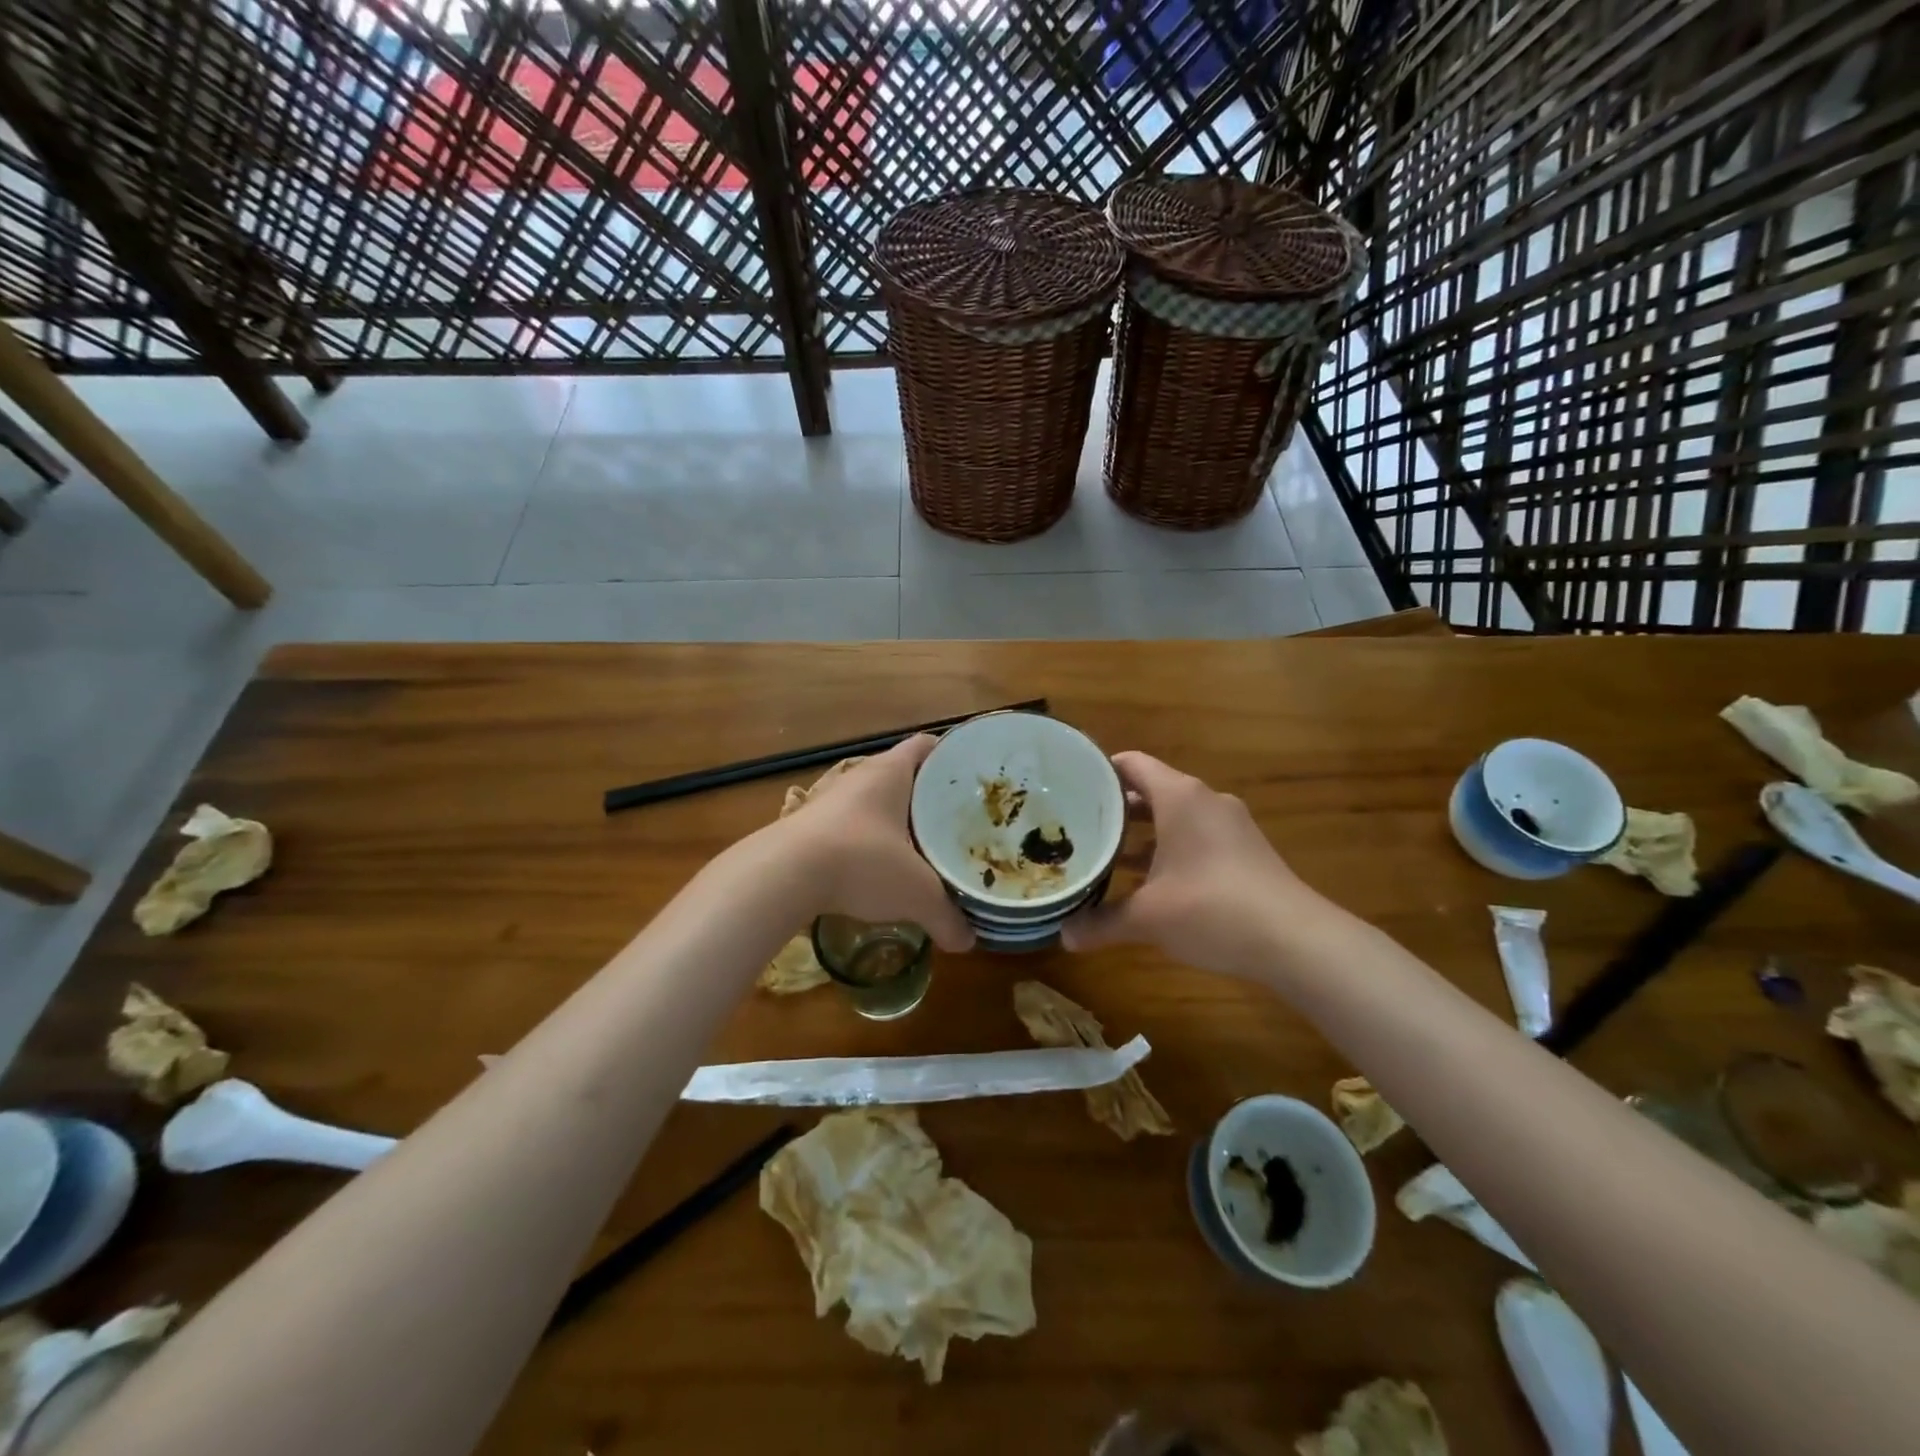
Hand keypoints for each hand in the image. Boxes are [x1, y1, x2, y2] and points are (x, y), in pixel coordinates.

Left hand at [775, 736, 974, 951]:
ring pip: (873, 802)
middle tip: (956, 820)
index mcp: (891, 772)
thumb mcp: (917, 893)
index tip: (972, 777)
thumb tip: (968, 942)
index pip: (927, 746)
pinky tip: (878, 869)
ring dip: (895, 821)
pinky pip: (849, 827)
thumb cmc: (862, 862)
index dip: (951, 756)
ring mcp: (829, 801)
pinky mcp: (808, 828)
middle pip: (902, 775)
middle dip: (928, 796)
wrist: (783, 875)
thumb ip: (947, 916)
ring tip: (922, 847)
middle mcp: (860, 777)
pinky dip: (867, 842)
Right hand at [1061, 751, 1320, 976]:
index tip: (1068, 786)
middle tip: (1076, 825)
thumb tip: (1064, 936)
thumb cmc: (1211, 909)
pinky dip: (1168, 850)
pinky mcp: (1245, 852)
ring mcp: (1230, 826)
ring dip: (1142, 834)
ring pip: (1174, 817)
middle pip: (1151, 791)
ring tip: (1105, 853)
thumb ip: (1102, 922)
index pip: (1132, 764)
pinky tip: (1149, 881)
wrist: (1296, 942)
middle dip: (1115, 809)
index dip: (1099, 771)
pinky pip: (1195, 838)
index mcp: (1180, 797)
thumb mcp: (1148, 917)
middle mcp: (1205, 801)